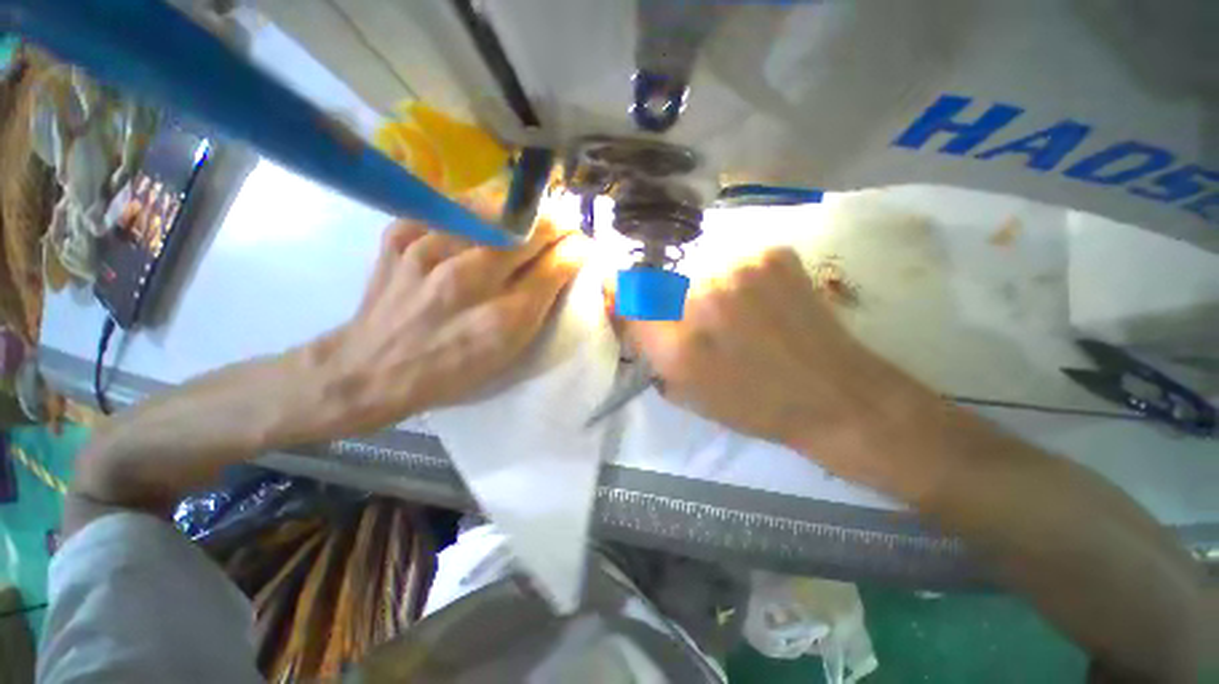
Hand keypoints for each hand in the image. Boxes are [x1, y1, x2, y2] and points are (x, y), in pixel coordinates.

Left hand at [312, 214, 585, 436]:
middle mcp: (467, 280)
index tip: (583, 243)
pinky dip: (474, 209)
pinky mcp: (399, 236)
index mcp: (502, 318)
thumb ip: (538, 306)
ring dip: (519, 212)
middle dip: (556, 224)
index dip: (576, 249)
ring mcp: (428, 251)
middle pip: (528, 233)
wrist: (375, 367)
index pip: (554, 266)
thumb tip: (563, 266)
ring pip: (492, 209)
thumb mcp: (507, 351)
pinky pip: (450, 207)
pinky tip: (481, 223)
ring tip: (527, 220)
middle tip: (564, 224)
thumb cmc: (452, 369)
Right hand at [627, 248, 926, 472]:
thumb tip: (625, 307)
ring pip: (695, 263)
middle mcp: (700, 296)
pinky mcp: (770, 251)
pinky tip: (754, 297)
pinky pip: (731, 255)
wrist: (831, 392)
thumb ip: (647, 346)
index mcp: (676, 343)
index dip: (620, 292)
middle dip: (664, 294)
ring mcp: (738, 266)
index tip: (622, 293)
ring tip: (727, 308)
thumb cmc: (751, 403)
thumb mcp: (684, 389)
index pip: (625, 294)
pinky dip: (734, 274)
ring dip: (700, 282)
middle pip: (658, 275)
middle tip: (691, 314)